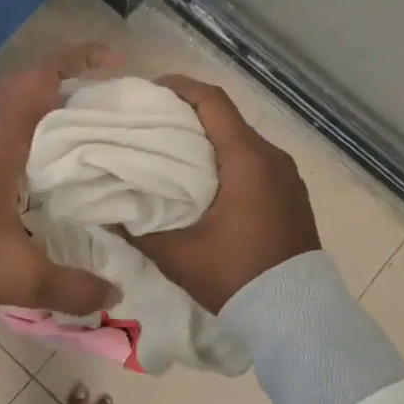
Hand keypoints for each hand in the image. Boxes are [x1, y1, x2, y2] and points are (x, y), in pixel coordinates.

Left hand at [0, 45, 120, 348]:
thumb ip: (70, 288)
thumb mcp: (16, 278)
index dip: (77, 59)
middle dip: (71, 81)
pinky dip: (31, 130)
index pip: (38, 78)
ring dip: (49, 105)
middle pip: (28, 84)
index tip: (115, 63)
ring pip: (13, 107)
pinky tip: (49, 164)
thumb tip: (116, 295)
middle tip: (111, 100)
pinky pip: (2, 129)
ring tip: (90, 126)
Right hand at [128, 75, 319, 312]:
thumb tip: (107, 211)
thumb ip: (139, 229)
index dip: (179, 87)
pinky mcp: (290, 194)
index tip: (149, 90)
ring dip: (208, 139)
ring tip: (172, 152)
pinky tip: (203, 180)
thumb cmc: (236, 276)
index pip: (212, 101)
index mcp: (247, 160)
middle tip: (150, 124)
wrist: (296, 316)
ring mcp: (286, 176)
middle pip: (225, 118)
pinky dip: (227, 159)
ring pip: (240, 141)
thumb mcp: (178, 255)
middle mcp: (272, 157)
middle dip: (187, 114)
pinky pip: (254, 162)